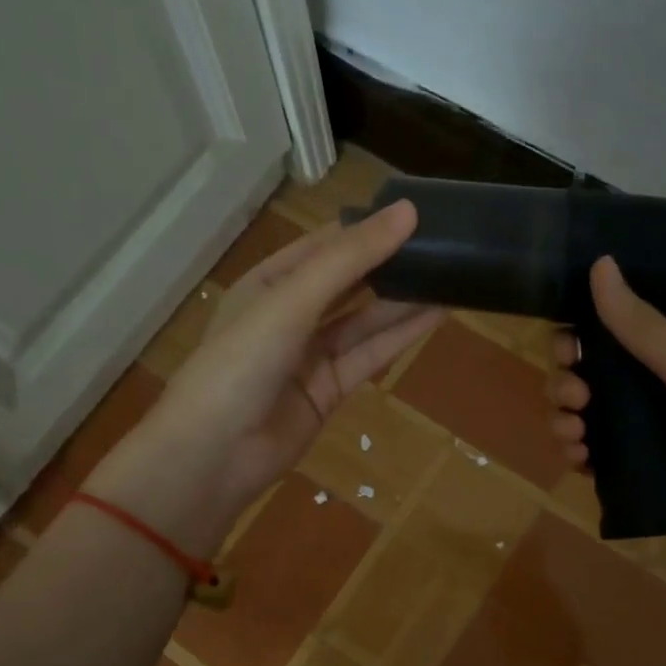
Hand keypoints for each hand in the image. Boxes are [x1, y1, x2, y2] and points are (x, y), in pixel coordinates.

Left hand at [87, 202, 439, 552]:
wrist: (214, 454)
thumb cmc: (241, 362)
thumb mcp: (292, 300)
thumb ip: (350, 259)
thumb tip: (407, 211)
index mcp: (269, 282)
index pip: (326, 246)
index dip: (368, 229)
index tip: (418, 213)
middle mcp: (290, 313)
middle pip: (349, 282)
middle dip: (390, 264)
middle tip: (445, 244)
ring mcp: (310, 354)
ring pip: (364, 320)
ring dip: (403, 300)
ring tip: (451, 275)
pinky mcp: (329, 389)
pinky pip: (369, 355)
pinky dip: (400, 336)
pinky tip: (436, 315)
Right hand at [548, 257, 665, 590]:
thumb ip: (642, 326)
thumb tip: (600, 262)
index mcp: (664, 359)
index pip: (603, 340)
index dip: (575, 341)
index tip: (566, 350)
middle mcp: (650, 394)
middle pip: (586, 381)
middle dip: (566, 385)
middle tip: (576, 398)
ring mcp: (644, 437)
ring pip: (585, 422)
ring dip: (565, 422)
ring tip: (573, 436)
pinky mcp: (642, 477)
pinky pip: (597, 463)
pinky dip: (579, 459)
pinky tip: (579, 461)